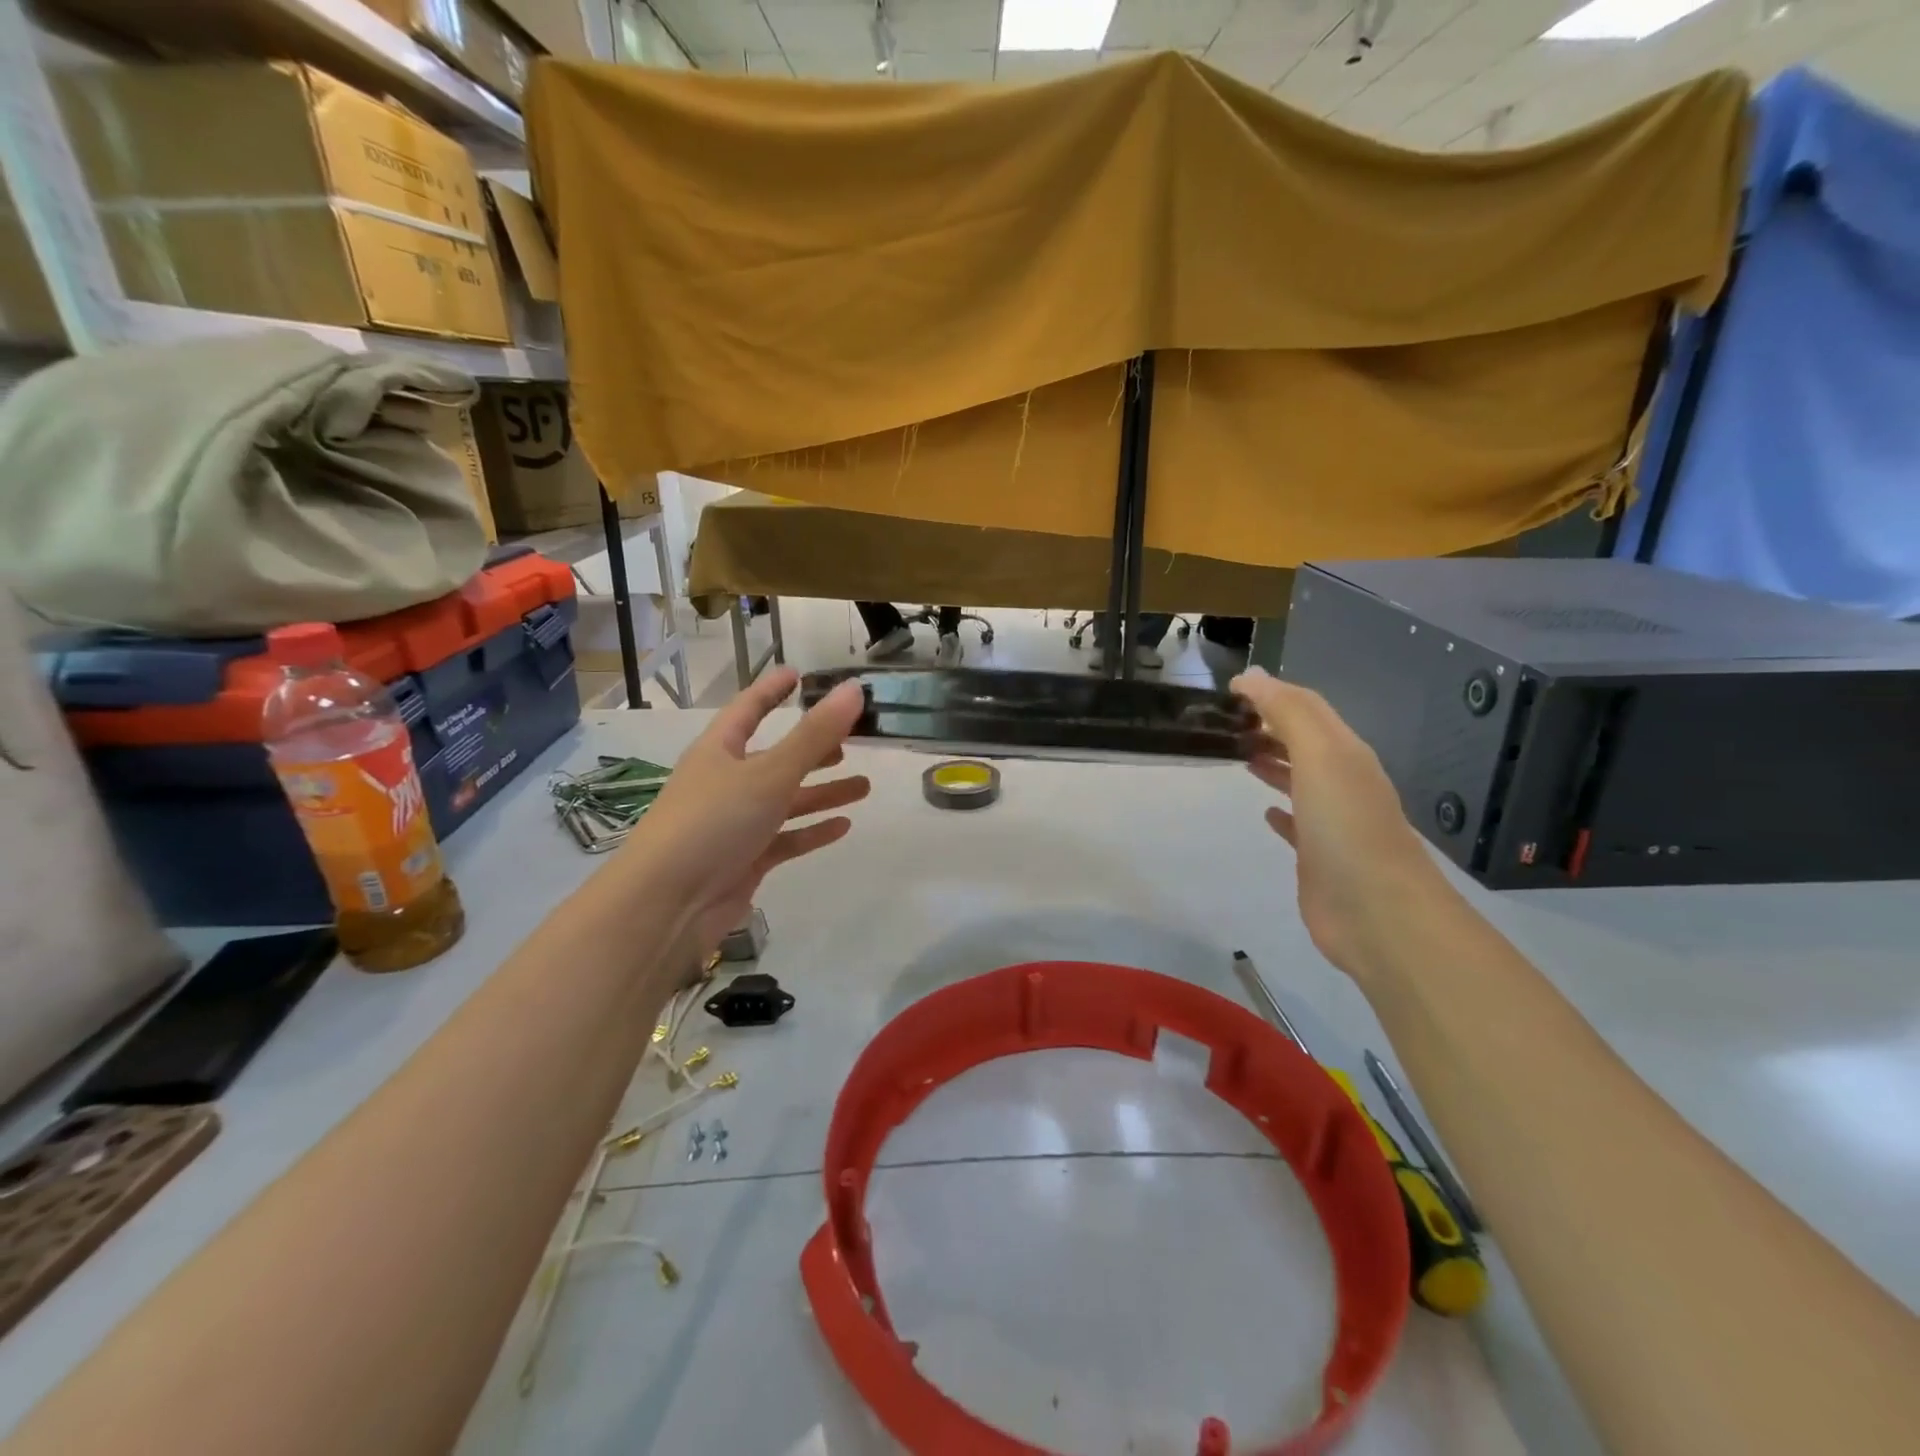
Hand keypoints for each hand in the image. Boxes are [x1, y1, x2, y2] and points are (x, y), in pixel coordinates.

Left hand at [629, 667, 870, 954]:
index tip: (798, 675)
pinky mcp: (745, 860)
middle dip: (812, 748)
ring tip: (863, 786)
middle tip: (851, 740)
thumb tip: (854, 689)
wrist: (669, 904)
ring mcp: (734, 823)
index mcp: (719, 750)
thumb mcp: (769, 772)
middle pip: (775, 757)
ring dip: (822, 792)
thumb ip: (814, 734)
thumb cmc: (714, 822)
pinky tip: (843, 827)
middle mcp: (725, 782)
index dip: (772, 690)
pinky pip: (785, 839)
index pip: (748, 709)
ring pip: (786, 800)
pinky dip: (812, 831)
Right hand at [1232, 667, 1447, 977]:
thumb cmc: (1346, 826)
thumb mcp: (1320, 756)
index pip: (1307, 708)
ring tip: (1237, 754)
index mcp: (1344, 753)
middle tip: (1225, 722)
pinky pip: (1296, 824)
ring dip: (1272, 762)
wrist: (1377, 912)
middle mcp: (1341, 781)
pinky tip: (1265, 812)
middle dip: (1268, 725)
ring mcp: (1331, 821)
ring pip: (1298, 779)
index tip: (1229, 688)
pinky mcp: (1318, 856)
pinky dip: (1279, 810)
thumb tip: (1253, 676)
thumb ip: (1289, 713)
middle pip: (1303, 741)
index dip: (1271, 692)